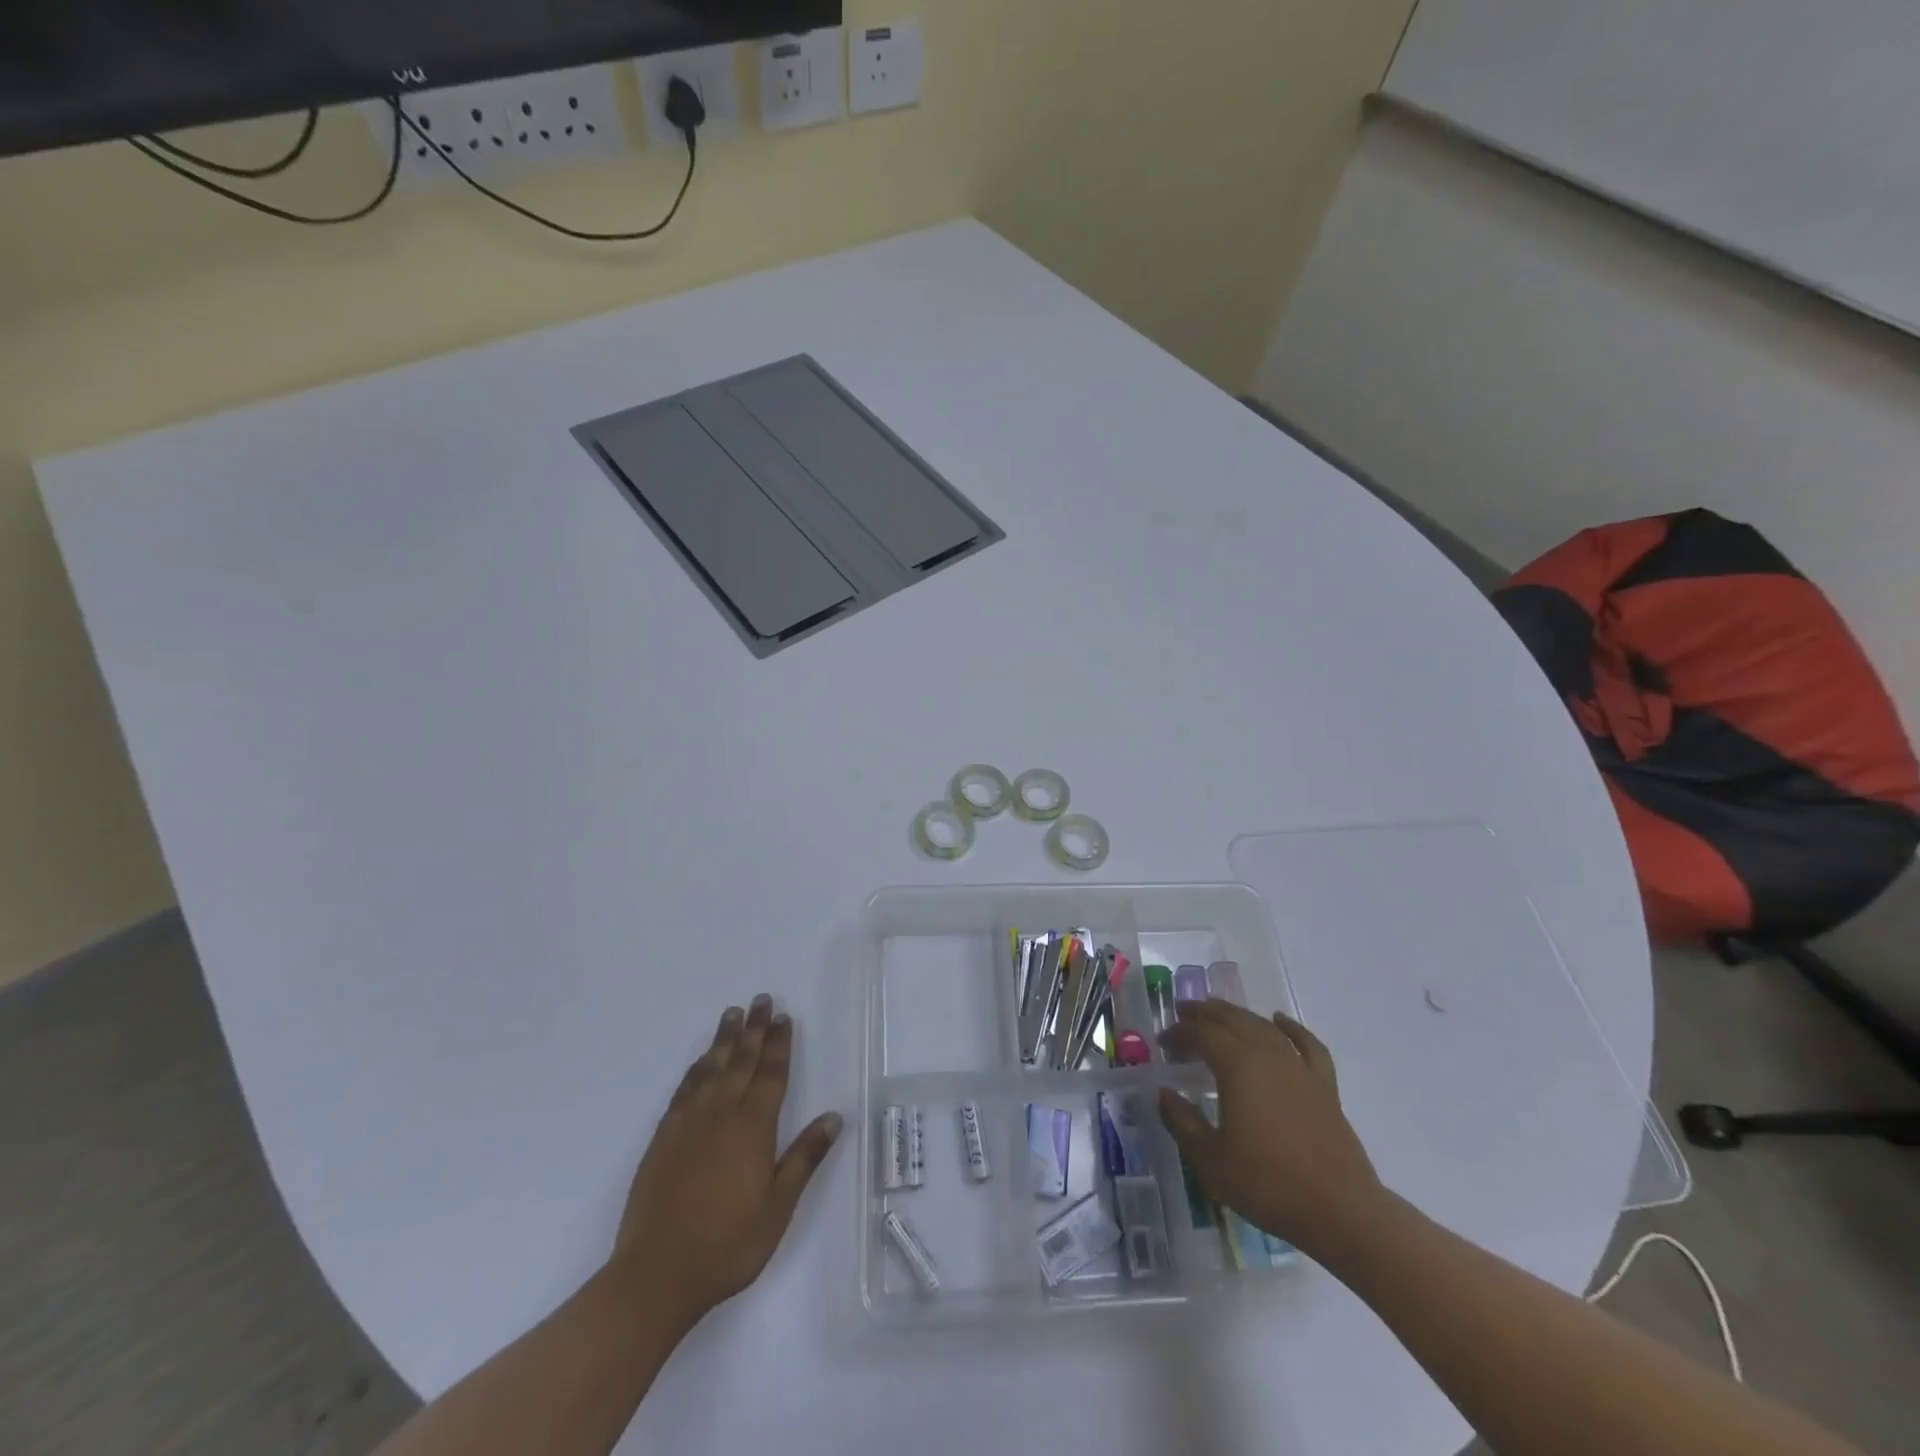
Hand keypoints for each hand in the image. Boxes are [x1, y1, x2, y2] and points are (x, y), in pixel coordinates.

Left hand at [608, 996, 841, 1331]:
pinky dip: (696, 1068)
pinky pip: (684, 1089)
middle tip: (761, 1000)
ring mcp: (689, 1123)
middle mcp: (722, 1114)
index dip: (780, 1045)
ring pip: (711, 1068)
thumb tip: (834, 1117)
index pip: (771, 1075)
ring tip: (733, 1014)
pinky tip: (701, 1060)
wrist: (656, 1274)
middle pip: (742, 1061)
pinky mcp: (664, 1138)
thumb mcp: (778, 1207)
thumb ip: (804, 1157)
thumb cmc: (728, 1244)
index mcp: (753, 1128)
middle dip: (755, 1029)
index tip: (784, 1017)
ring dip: (724, 1039)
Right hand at [1156, 999, 1384, 1261]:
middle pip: (1232, 1019)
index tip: (1162, 1042)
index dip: (1179, 1032)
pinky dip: (1291, 1028)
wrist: (1340, 1212)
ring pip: (1264, 1026)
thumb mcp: (1210, 1159)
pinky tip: (1279, 1020)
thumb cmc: (1267, 1184)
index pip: (1202, 1034)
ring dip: (1238, 1015)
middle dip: (1204, 1013)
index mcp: (1238, 1067)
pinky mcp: (1324, 1086)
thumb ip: (1182, 1121)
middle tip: (1183, 1013)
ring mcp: (1300, 1068)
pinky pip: (1307, 1044)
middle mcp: (1268, 1055)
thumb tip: (1163, 1093)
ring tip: (1219, 1014)